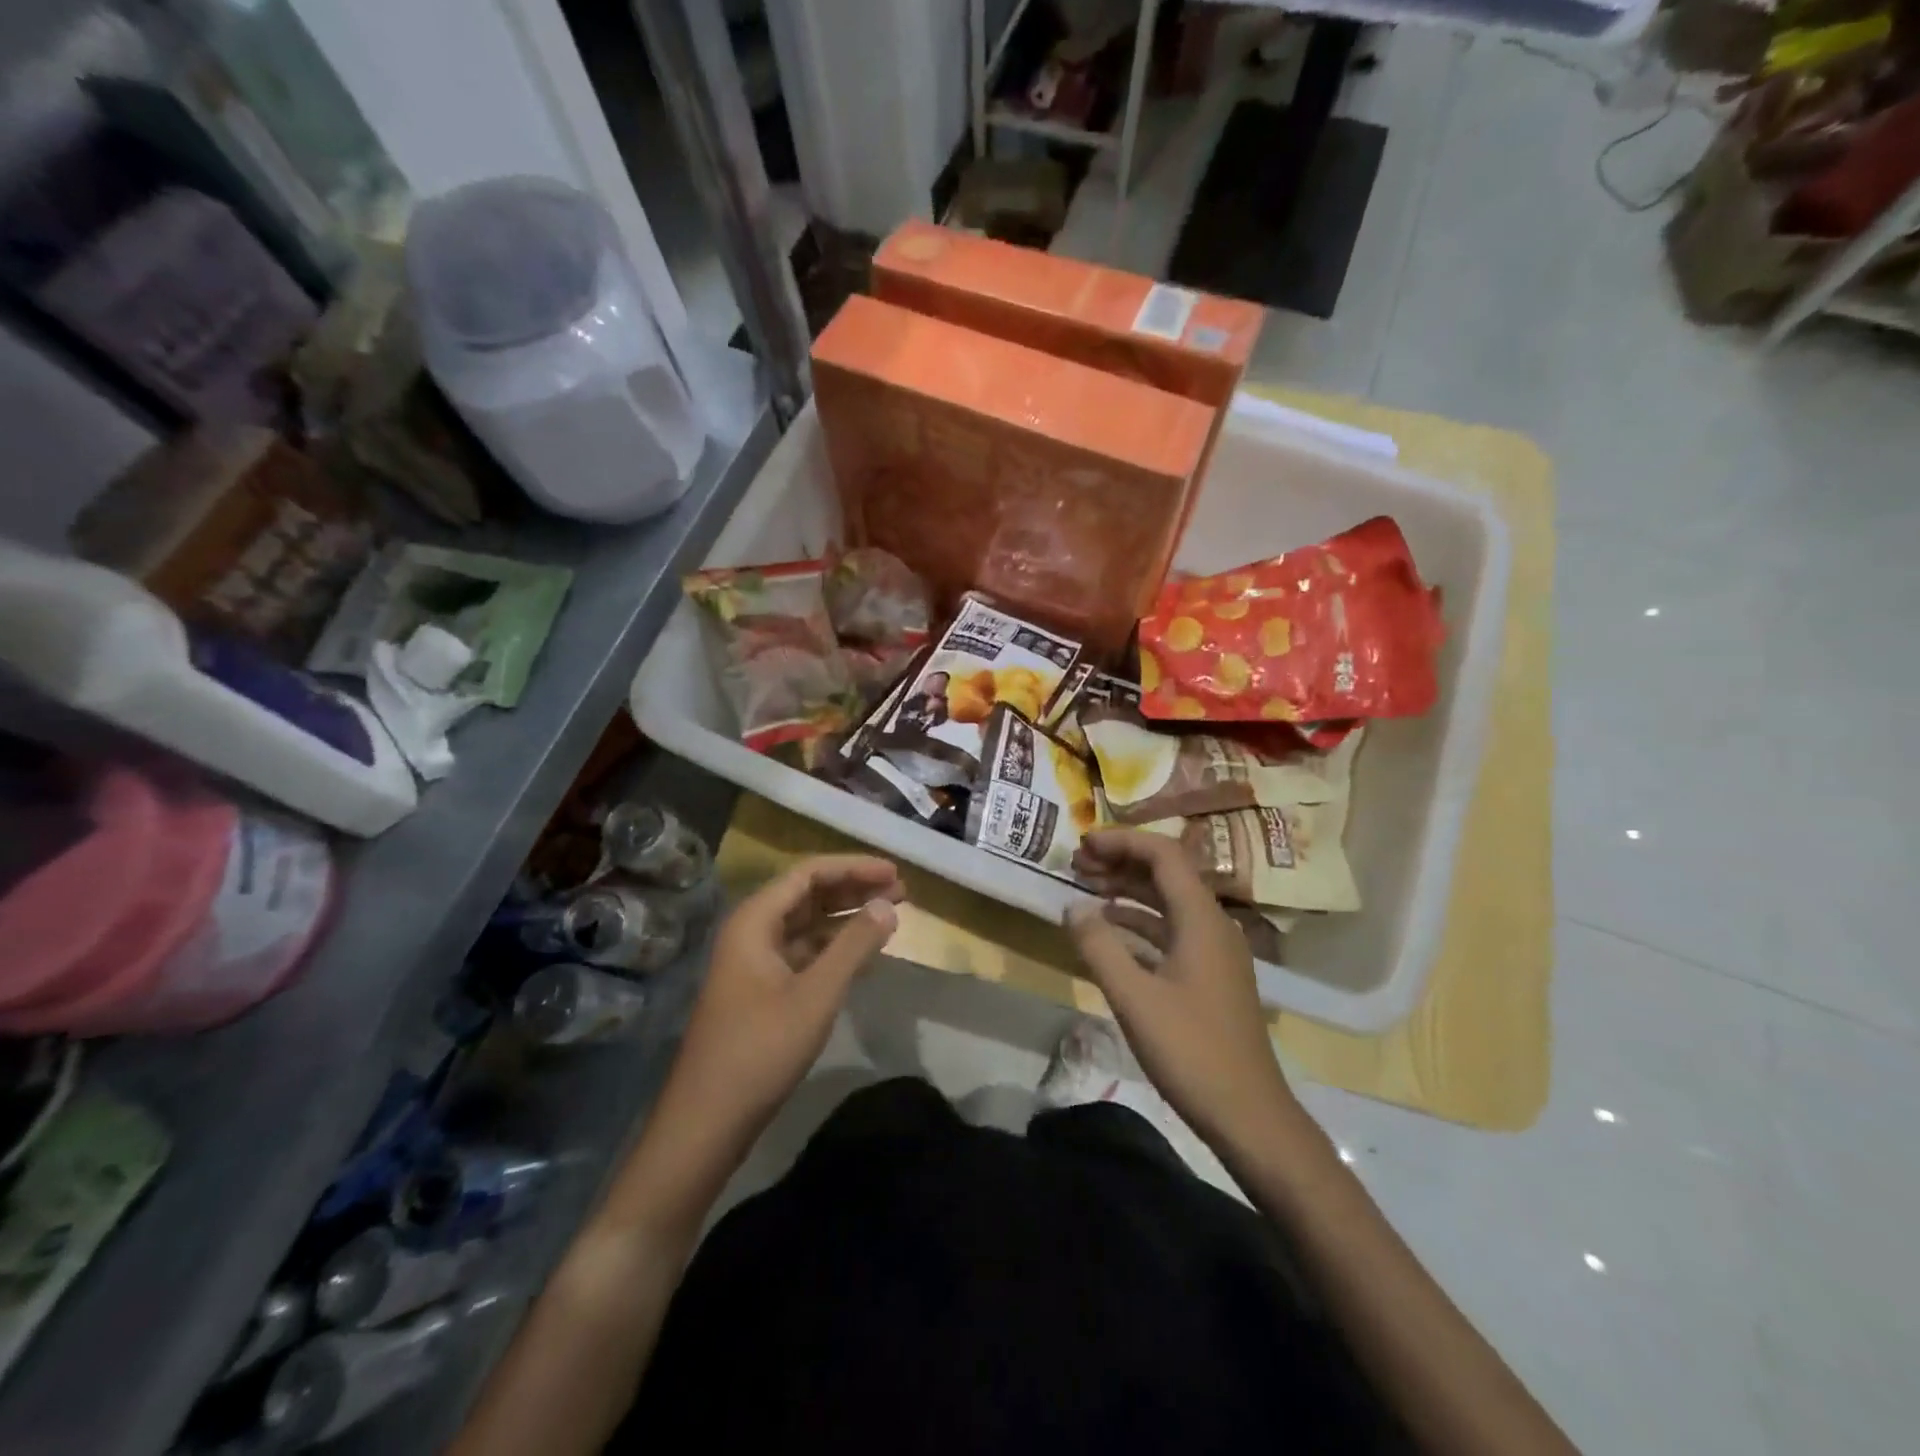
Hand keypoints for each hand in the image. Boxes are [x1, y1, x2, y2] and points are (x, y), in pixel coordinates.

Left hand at [657, 855, 903, 1157]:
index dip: (853, 867)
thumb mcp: (816, 994)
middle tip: (900, 891)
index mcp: (754, 920)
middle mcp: (751, 932)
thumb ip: (854, 945)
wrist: (707, 1121)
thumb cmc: (760, 1049)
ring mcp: (755, 962)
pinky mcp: (761, 990)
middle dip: (854, 889)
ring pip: (807, 924)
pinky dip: (834, 947)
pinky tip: (862, 953)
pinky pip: (803, 952)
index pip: (809, 873)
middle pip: (808, 894)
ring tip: (889, 914)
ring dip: (846, 917)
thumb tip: (887, 905)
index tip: (893, 872)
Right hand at [1066, 829, 1294, 1148]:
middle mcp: (1213, 925)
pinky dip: (1139, 922)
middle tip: (1077, 864)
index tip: (1083, 844)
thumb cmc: (1191, 1051)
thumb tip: (1072, 907)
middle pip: (1167, 874)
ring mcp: (1215, 951)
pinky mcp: (1210, 976)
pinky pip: (1171, 930)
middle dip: (1121, 862)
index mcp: (1201, 920)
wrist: (1249, 1115)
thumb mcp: (1134, 998)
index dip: (1123, 841)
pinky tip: (1111, 929)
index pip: (1164, 855)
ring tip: (1086, 887)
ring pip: (1168, 902)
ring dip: (1128, 890)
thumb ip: (1099, 946)